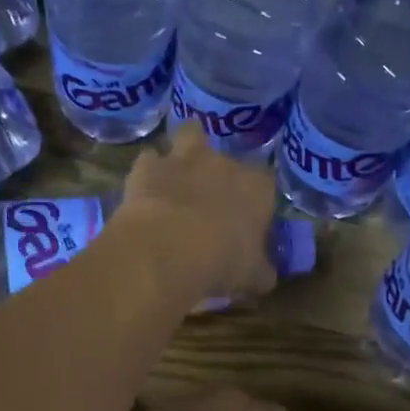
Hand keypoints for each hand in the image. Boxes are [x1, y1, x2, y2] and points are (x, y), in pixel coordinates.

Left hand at [112, 124, 277, 304]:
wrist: (170, 248)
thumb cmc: (223, 261)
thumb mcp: (252, 277)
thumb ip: (261, 272)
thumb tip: (265, 276)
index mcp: (257, 188)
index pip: (265, 184)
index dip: (255, 200)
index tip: (246, 220)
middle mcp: (224, 163)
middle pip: (226, 157)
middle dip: (219, 175)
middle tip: (209, 201)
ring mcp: (185, 159)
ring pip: (190, 134)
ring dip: (185, 151)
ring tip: (179, 175)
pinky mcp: (149, 166)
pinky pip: (150, 159)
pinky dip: (148, 172)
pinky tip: (144, 190)